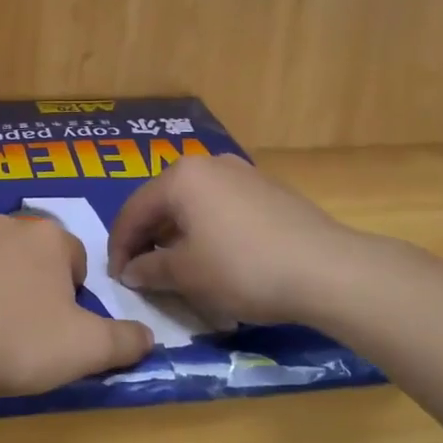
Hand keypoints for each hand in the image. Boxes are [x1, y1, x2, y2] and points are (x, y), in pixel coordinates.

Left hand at [0, 215, 153, 398]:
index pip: (73, 257)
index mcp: (48, 239)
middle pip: (25, 251)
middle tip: (17, 327)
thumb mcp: (86, 351)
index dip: (71, 292)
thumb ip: (125, 341)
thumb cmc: (17, 342)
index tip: (58, 325)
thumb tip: (148, 337)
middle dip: (26, 280)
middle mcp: (3, 222)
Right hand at [107, 154, 362, 326]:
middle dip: (148, 239)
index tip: (116, 277)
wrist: (326, 270)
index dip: (119, 247)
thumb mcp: (185, 274)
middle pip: (163, 203)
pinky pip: (222, 210)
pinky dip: (207, 232)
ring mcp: (244, 174)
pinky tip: (215, 260)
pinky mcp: (270, 192)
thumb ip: (149, 269)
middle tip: (142, 272)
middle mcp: (210, 165)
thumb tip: (131, 271)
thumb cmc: (241, 268)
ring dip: (178, 236)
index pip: (133, 211)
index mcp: (181, 177)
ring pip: (194, 206)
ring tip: (176, 269)